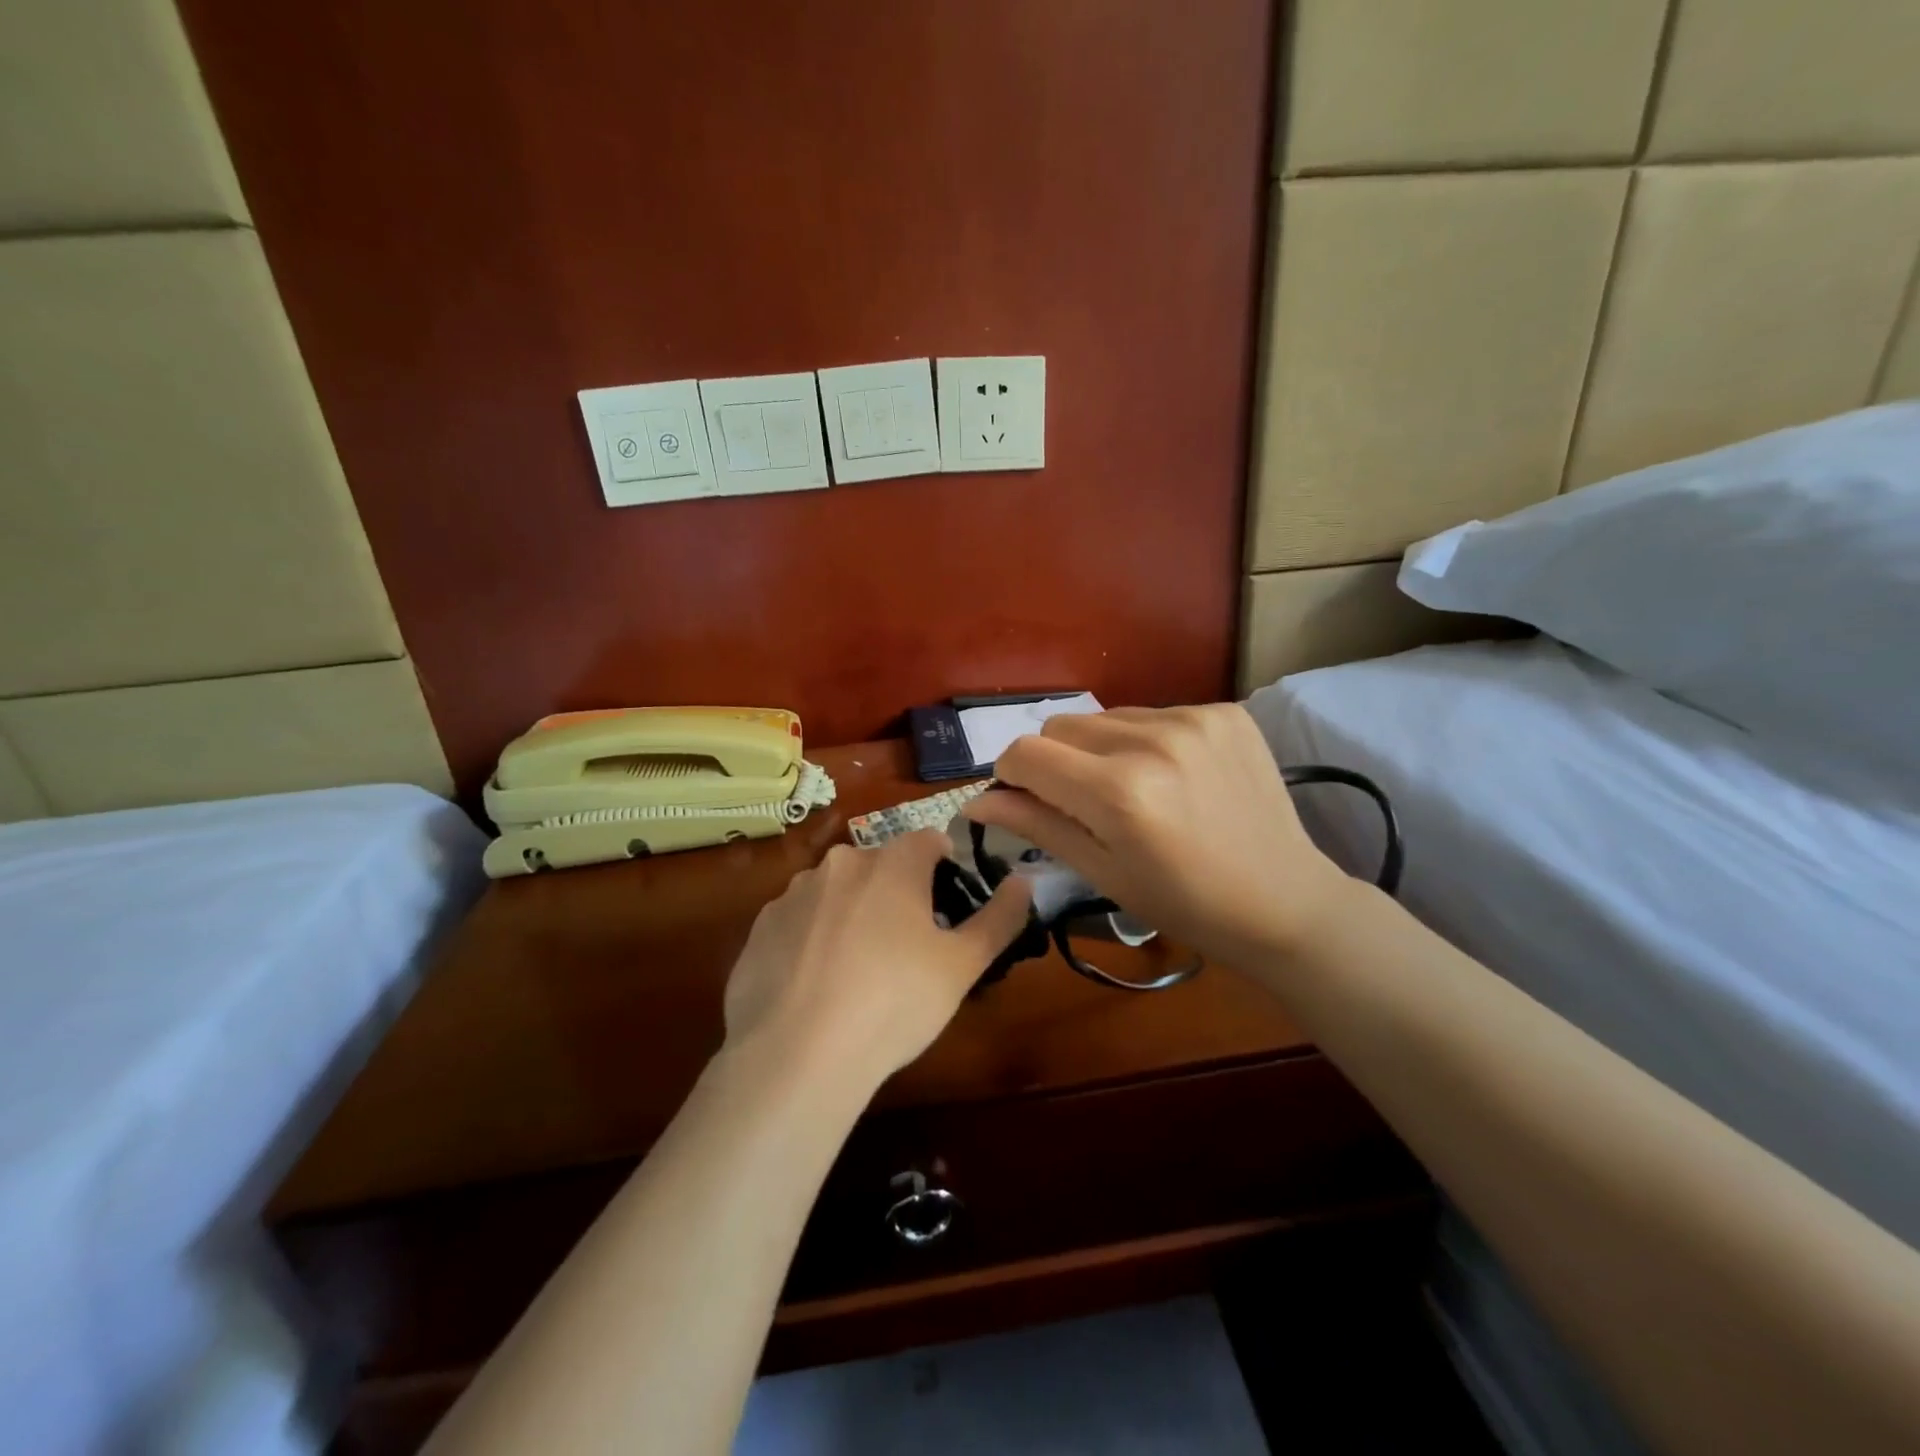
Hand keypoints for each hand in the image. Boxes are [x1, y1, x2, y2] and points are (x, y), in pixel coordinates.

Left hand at [722, 831, 1030, 1091]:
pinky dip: (814, 939)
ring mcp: (794, 893)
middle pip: (882, 865)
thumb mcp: (962, 966)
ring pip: (838, 891)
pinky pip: (800, 922)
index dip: (946, 868)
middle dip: (898, 893)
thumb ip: (1000, 918)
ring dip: (853, 913)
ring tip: (858, 972)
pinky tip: (817, 986)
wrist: (796, 1055)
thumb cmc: (893, 1003)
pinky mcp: (760, 928)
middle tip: (907, 948)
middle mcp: (841, 863)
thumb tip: (1024, 881)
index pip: (930, 840)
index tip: (948, 908)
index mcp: (892, 862)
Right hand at [964, 705, 1356, 968]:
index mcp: (1118, 793)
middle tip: (1085, 803)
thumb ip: (1036, 824)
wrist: (1285, 900)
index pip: (1025, 753)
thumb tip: (976, 800)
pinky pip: (1154, 713)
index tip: (1026, 798)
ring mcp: (1194, 720)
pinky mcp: (1225, 711)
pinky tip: (1176, 777)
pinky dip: (1147, 741)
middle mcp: (1152, 742)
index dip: (1012, 775)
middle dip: (1056, 762)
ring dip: (1102, 749)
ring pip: (1106, 718)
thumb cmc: (1184, 903)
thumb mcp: (1102, 873)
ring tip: (1137, 790)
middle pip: (1061, 726)